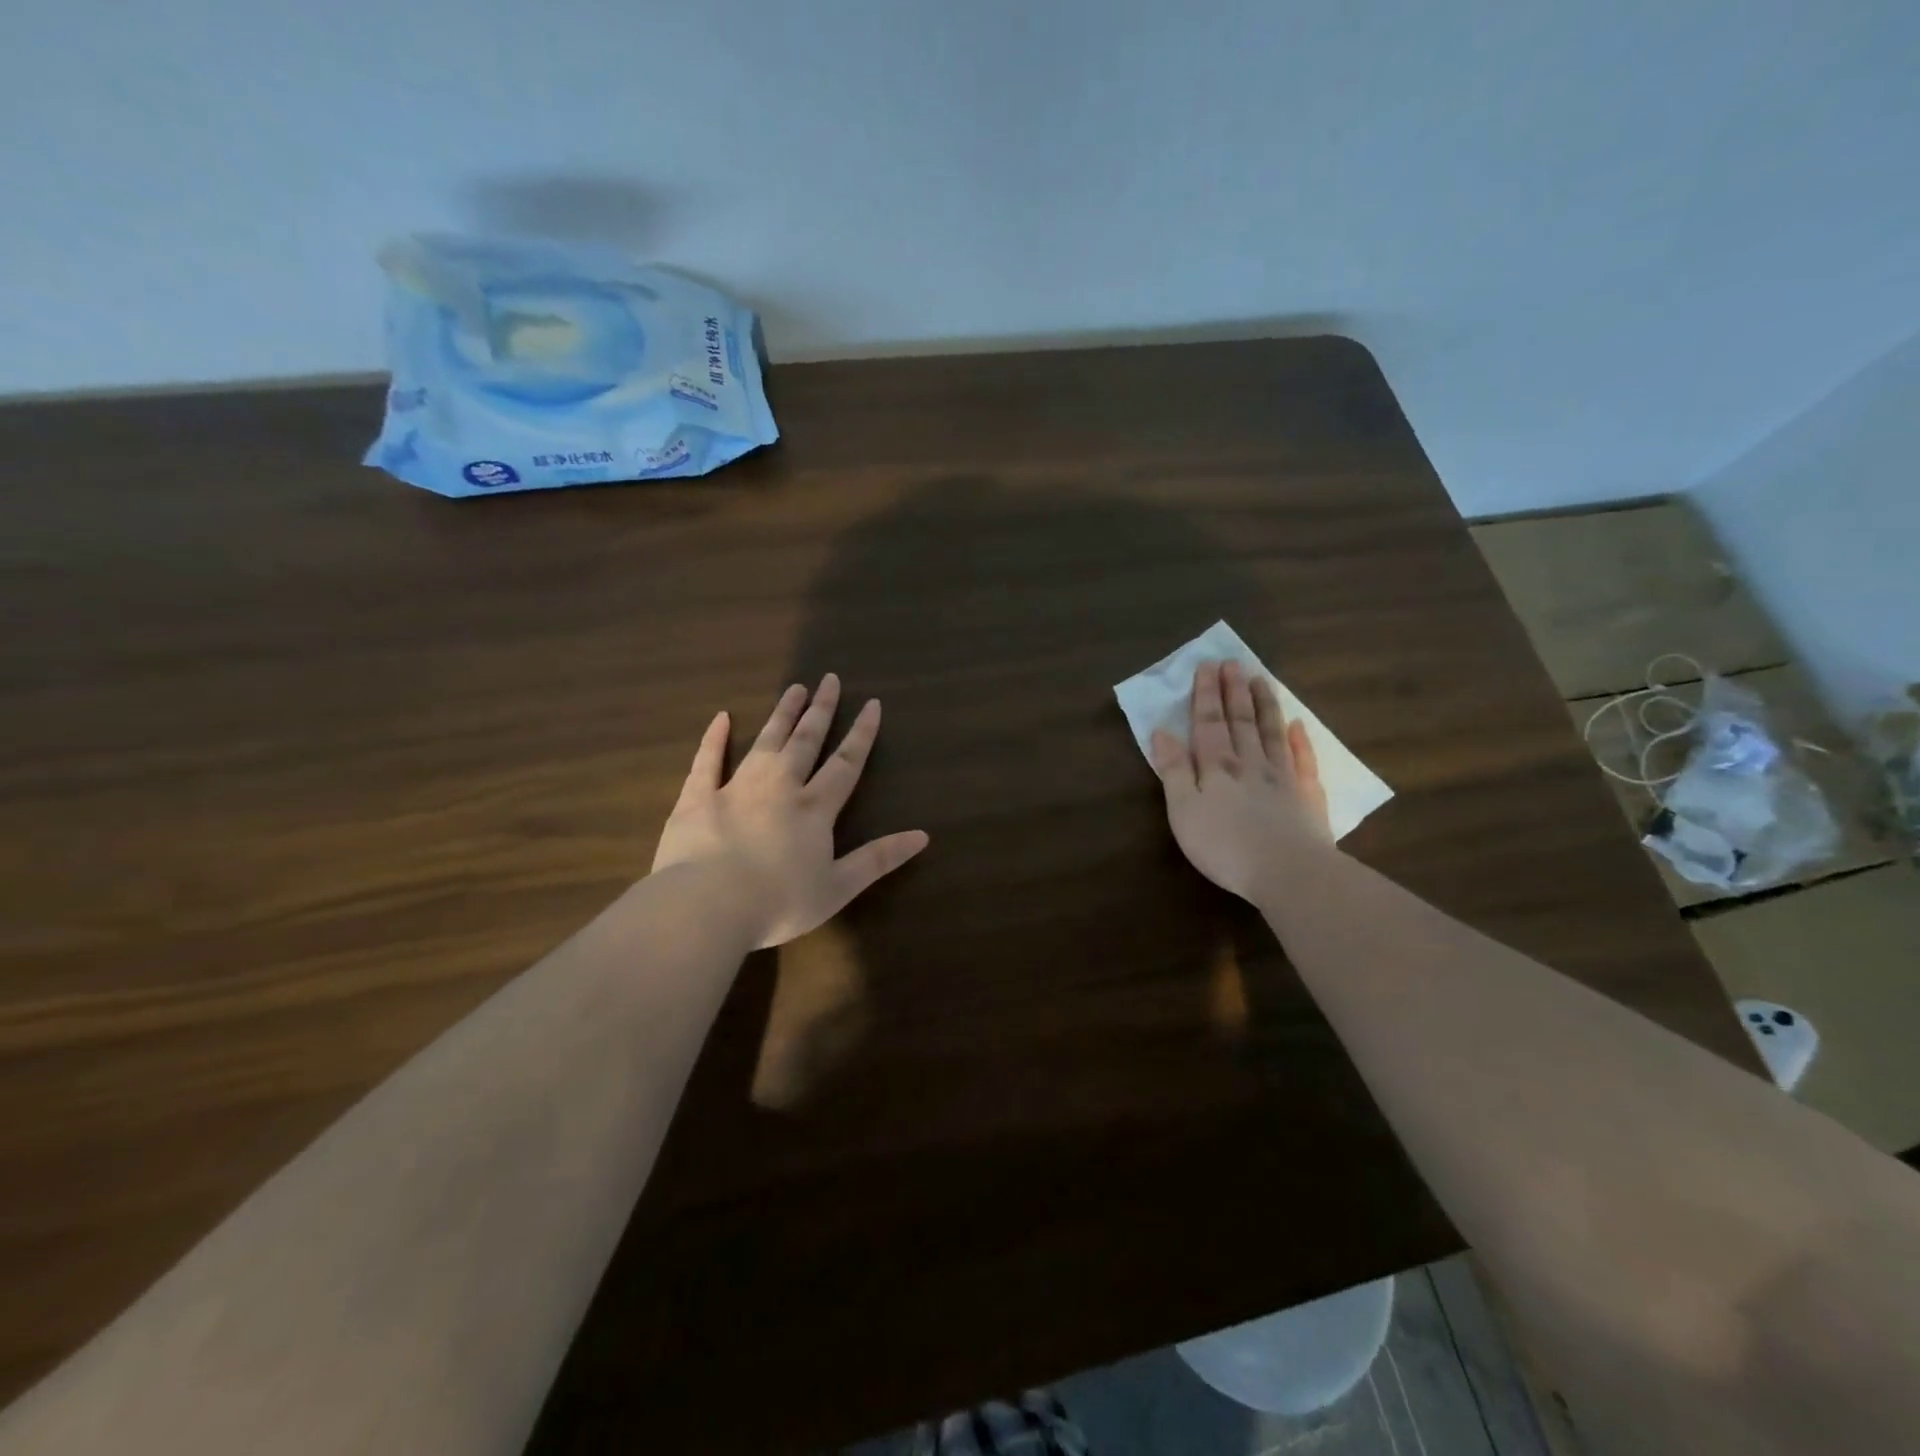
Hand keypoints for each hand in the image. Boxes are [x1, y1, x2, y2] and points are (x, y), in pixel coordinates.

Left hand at [653, 674, 929, 948]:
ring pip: (765, 742)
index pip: (845, 763)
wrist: (707, 906)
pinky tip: (722, 717)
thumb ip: (878, 858)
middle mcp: (780, 787)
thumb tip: (922, 836)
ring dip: (782, 714)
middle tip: (829, 679)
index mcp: (815, 809)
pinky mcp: (697, 798)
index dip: (861, 734)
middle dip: (821, 711)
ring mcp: (736, 788)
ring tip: (794, 688)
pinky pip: (707, 760)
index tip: (872, 704)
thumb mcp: (839, 887)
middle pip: (806, 741)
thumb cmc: (778, 902)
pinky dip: (714, 738)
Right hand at [1149, 660, 1332, 902]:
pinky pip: (1304, 761)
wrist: (1289, 873)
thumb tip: (1162, 732)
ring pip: (1272, 733)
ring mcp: (1283, 778)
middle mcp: (1250, 763)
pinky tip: (1299, 726)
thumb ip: (1174, 770)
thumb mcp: (1183, 811)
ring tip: (1262, 680)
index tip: (1208, 665)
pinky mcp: (1308, 798)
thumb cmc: (1224, 845)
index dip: (1206, 695)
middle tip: (1233, 662)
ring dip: (1265, 705)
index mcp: (1217, 767)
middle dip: (1234, 691)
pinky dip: (1301, 741)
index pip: (1209, 723)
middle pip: (1241, 721)